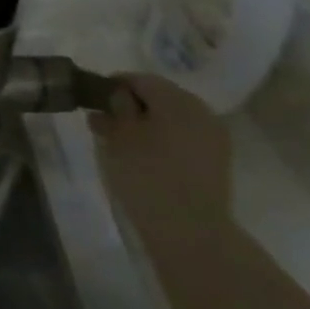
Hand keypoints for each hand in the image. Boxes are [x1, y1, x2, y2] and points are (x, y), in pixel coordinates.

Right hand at [89, 73, 232, 226]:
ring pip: (173, 118)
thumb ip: (113, 110)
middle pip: (160, 96)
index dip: (113, 85)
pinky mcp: (217, 160)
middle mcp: (201, 110)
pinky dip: (164, 140)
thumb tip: (114, 96)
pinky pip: (184, 137)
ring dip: (148, 123)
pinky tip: (146, 157)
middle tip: (105, 123)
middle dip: (131, 105)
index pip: (140, 79)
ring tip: (123, 142)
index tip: (92, 100)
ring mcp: (214, 136)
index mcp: (177, 99)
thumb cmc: (146, 175)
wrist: (190, 229)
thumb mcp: (118, 137)